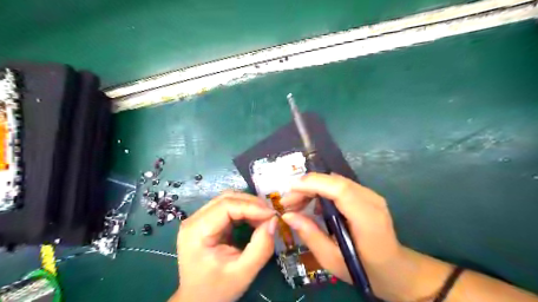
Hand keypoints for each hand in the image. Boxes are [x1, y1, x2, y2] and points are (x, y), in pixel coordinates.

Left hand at [172, 191, 278, 301]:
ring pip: (228, 200)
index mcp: (196, 231)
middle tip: (271, 215)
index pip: (226, 205)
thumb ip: (261, 247)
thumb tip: (274, 221)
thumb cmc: (217, 290)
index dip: (251, 206)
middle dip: (252, 204)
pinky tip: (254, 219)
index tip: (273, 215)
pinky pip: (228, 207)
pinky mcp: (206, 221)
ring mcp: (199, 219)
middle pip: (227, 198)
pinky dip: (244, 210)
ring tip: (265, 218)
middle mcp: (194, 219)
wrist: (198, 301)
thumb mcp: (243, 273)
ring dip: (249, 205)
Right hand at [280, 174, 405, 297]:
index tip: (289, 190)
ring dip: (313, 187)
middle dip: (307, 186)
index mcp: (367, 219)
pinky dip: (322, 190)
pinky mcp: (366, 195)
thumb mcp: (332, 259)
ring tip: (297, 204)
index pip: (339, 189)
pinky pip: (339, 186)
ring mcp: (370, 195)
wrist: (395, 269)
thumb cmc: (364, 270)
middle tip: (287, 202)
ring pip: (335, 180)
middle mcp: (371, 200)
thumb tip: (287, 215)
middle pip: (335, 181)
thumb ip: (310, 235)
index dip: (313, 184)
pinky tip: (314, 205)